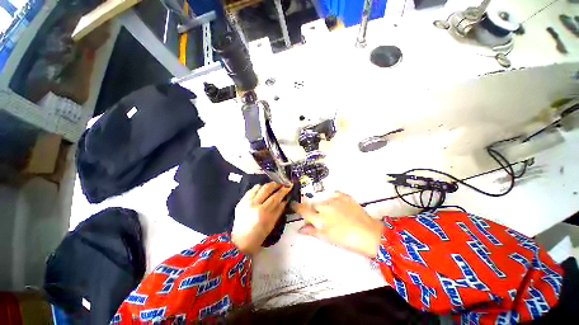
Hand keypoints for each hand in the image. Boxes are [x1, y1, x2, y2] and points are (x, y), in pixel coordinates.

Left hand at [232, 182, 292, 253]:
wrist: (241, 241)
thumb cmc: (259, 235)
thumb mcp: (272, 223)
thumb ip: (279, 210)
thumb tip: (284, 200)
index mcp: (262, 212)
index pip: (275, 197)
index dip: (283, 191)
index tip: (288, 187)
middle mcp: (253, 204)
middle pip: (266, 188)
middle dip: (275, 184)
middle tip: (281, 185)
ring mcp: (245, 202)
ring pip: (258, 187)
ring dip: (266, 186)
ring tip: (271, 188)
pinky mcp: (240, 201)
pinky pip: (250, 190)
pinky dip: (257, 189)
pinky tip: (261, 191)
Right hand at [291, 192, 382, 257]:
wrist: (369, 233)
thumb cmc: (346, 239)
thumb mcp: (327, 238)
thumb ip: (312, 231)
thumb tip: (300, 229)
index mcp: (319, 219)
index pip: (303, 210)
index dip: (296, 206)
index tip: (293, 204)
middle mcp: (324, 207)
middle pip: (313, 204)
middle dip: (314, 209)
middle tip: (322, 217)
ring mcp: (334, 199)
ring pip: (323, 200)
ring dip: (324, 205)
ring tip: (334, 213)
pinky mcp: (343, 195)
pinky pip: (333, 194)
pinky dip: (333, 199)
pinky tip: (338, 205)